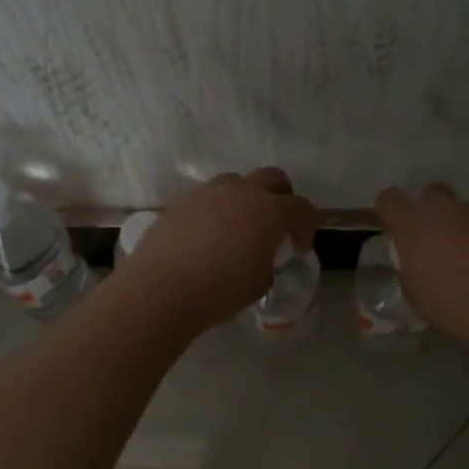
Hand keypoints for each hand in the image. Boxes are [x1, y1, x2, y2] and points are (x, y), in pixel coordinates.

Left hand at [118, 168, 317, 331]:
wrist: (161, 288)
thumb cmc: (219, 290)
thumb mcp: (259, 283)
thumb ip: (268, 262)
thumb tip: (261, 256)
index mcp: (269, 212)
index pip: (302, 207)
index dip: (307, 226)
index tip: (299, 248)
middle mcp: (242, 192)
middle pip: (273, 178)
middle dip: (282, 197)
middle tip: (277, 225)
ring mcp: (208, 193)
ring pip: (237, 182)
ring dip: (247, 198)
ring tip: (239, 227)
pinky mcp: (182, 202)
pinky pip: (208, 197)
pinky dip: (217, 210)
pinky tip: (208, 237)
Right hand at [374, 184, 468, 343]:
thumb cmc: (456, 307)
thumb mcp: (418, 296)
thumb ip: (412, 270)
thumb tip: (417, 263)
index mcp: (414, 228)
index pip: (389, 200)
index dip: (392, 210)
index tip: (397, 227)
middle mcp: (445, 211)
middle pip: (432, 194)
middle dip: (434, 212)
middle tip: (441, 242)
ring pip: (468, 213)